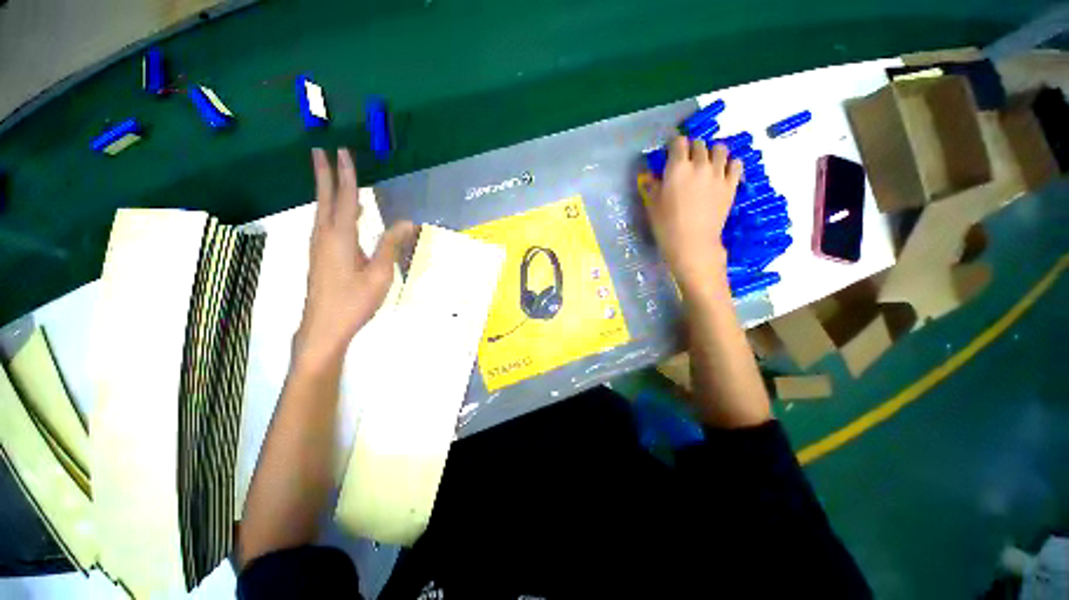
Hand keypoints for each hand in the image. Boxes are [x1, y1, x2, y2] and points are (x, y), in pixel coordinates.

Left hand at [293, 148, 414, 372]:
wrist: (324, 327)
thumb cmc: (355, 301)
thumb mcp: (380, 273)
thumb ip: (390, 245)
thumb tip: (407, 221)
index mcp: (340, 237)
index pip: (345, 198)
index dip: (345, 175)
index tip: (342, 152)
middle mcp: (324, 236)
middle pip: (325, 199)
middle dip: (324, 174)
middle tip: (321, 151)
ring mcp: (318, 246)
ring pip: (322, 211)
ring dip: (326, 190)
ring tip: (329, 175)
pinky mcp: (319, 256)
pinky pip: (324, 224)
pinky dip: (329, 209)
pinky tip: (337, 213)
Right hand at [644, 136, 741, 295]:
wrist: (692, 243)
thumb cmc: (667, 226)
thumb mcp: (652, 206)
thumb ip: (651, 187)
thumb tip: (648, 176)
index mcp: (677, 168)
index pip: (678, 142)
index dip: (673, 144)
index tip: (670, 150)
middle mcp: (699, 165)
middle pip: (699, 144)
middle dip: (691, 148)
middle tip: (686, 160)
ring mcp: (718, 174)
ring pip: (720, 149)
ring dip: (711, 152)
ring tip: (706, 163)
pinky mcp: (731, 185)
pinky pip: (736, 164)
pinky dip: (730, 163)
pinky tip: (723, 171)